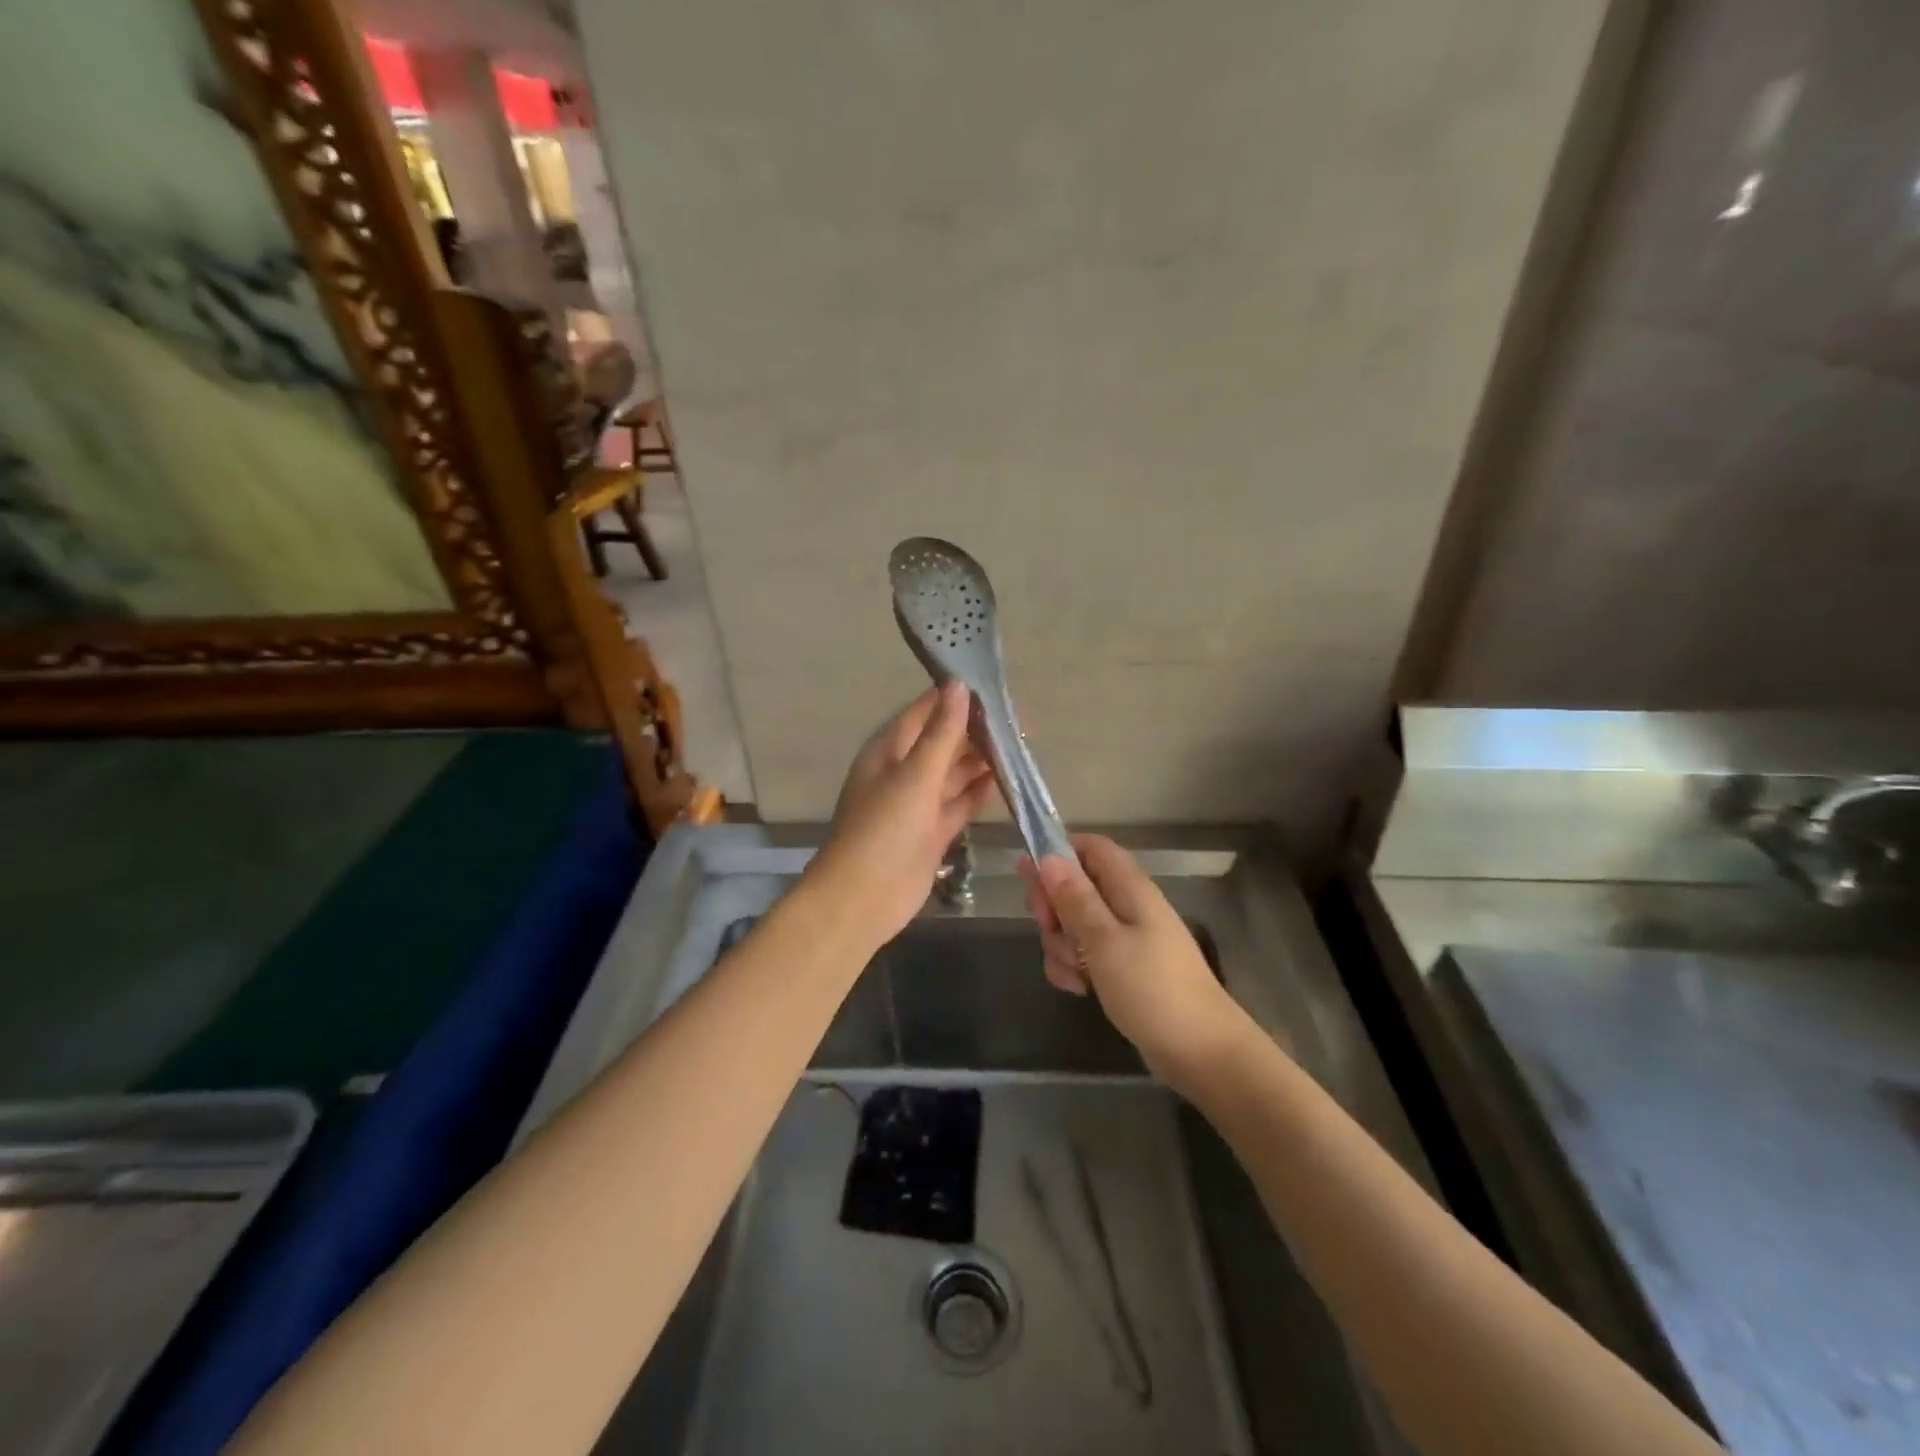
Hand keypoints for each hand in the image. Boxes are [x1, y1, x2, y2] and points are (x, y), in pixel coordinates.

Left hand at [809, 681, 995, 944]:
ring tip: (1021, 747)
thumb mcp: (915, 775)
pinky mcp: (932, 831)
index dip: (956, 698)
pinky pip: (960, 803)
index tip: (994, 688)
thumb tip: (959, 686)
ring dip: (982, 761)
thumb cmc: (884, 828)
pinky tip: (1005, 781)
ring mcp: (918, 803)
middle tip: (1020, 723)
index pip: (925, 711)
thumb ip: (942, 733)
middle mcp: (903, 771)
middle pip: (944, 741)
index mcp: (889, 749)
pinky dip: (979, 792)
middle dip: (977, 731)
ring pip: (955, 773)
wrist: (863, 898)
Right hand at [1019, 834, 1251, 1086]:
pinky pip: (1085, 956)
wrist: (1200, 1052)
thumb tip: (1049, 856)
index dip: (1058, 854)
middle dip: (1053, 908)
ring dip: (1061, 945)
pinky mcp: (1122, 969)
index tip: (1032, 879)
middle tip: (1049, 929)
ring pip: (1074, 925)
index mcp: (1129, 887)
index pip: (1090, 847)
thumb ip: (1074, 898)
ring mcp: (1125, 939)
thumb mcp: (1104, 940)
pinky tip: (1079, 990)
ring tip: (1076, 973)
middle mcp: (1127, 906)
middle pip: (1075, 886)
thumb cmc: (1152, 988)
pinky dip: (1074, 969)